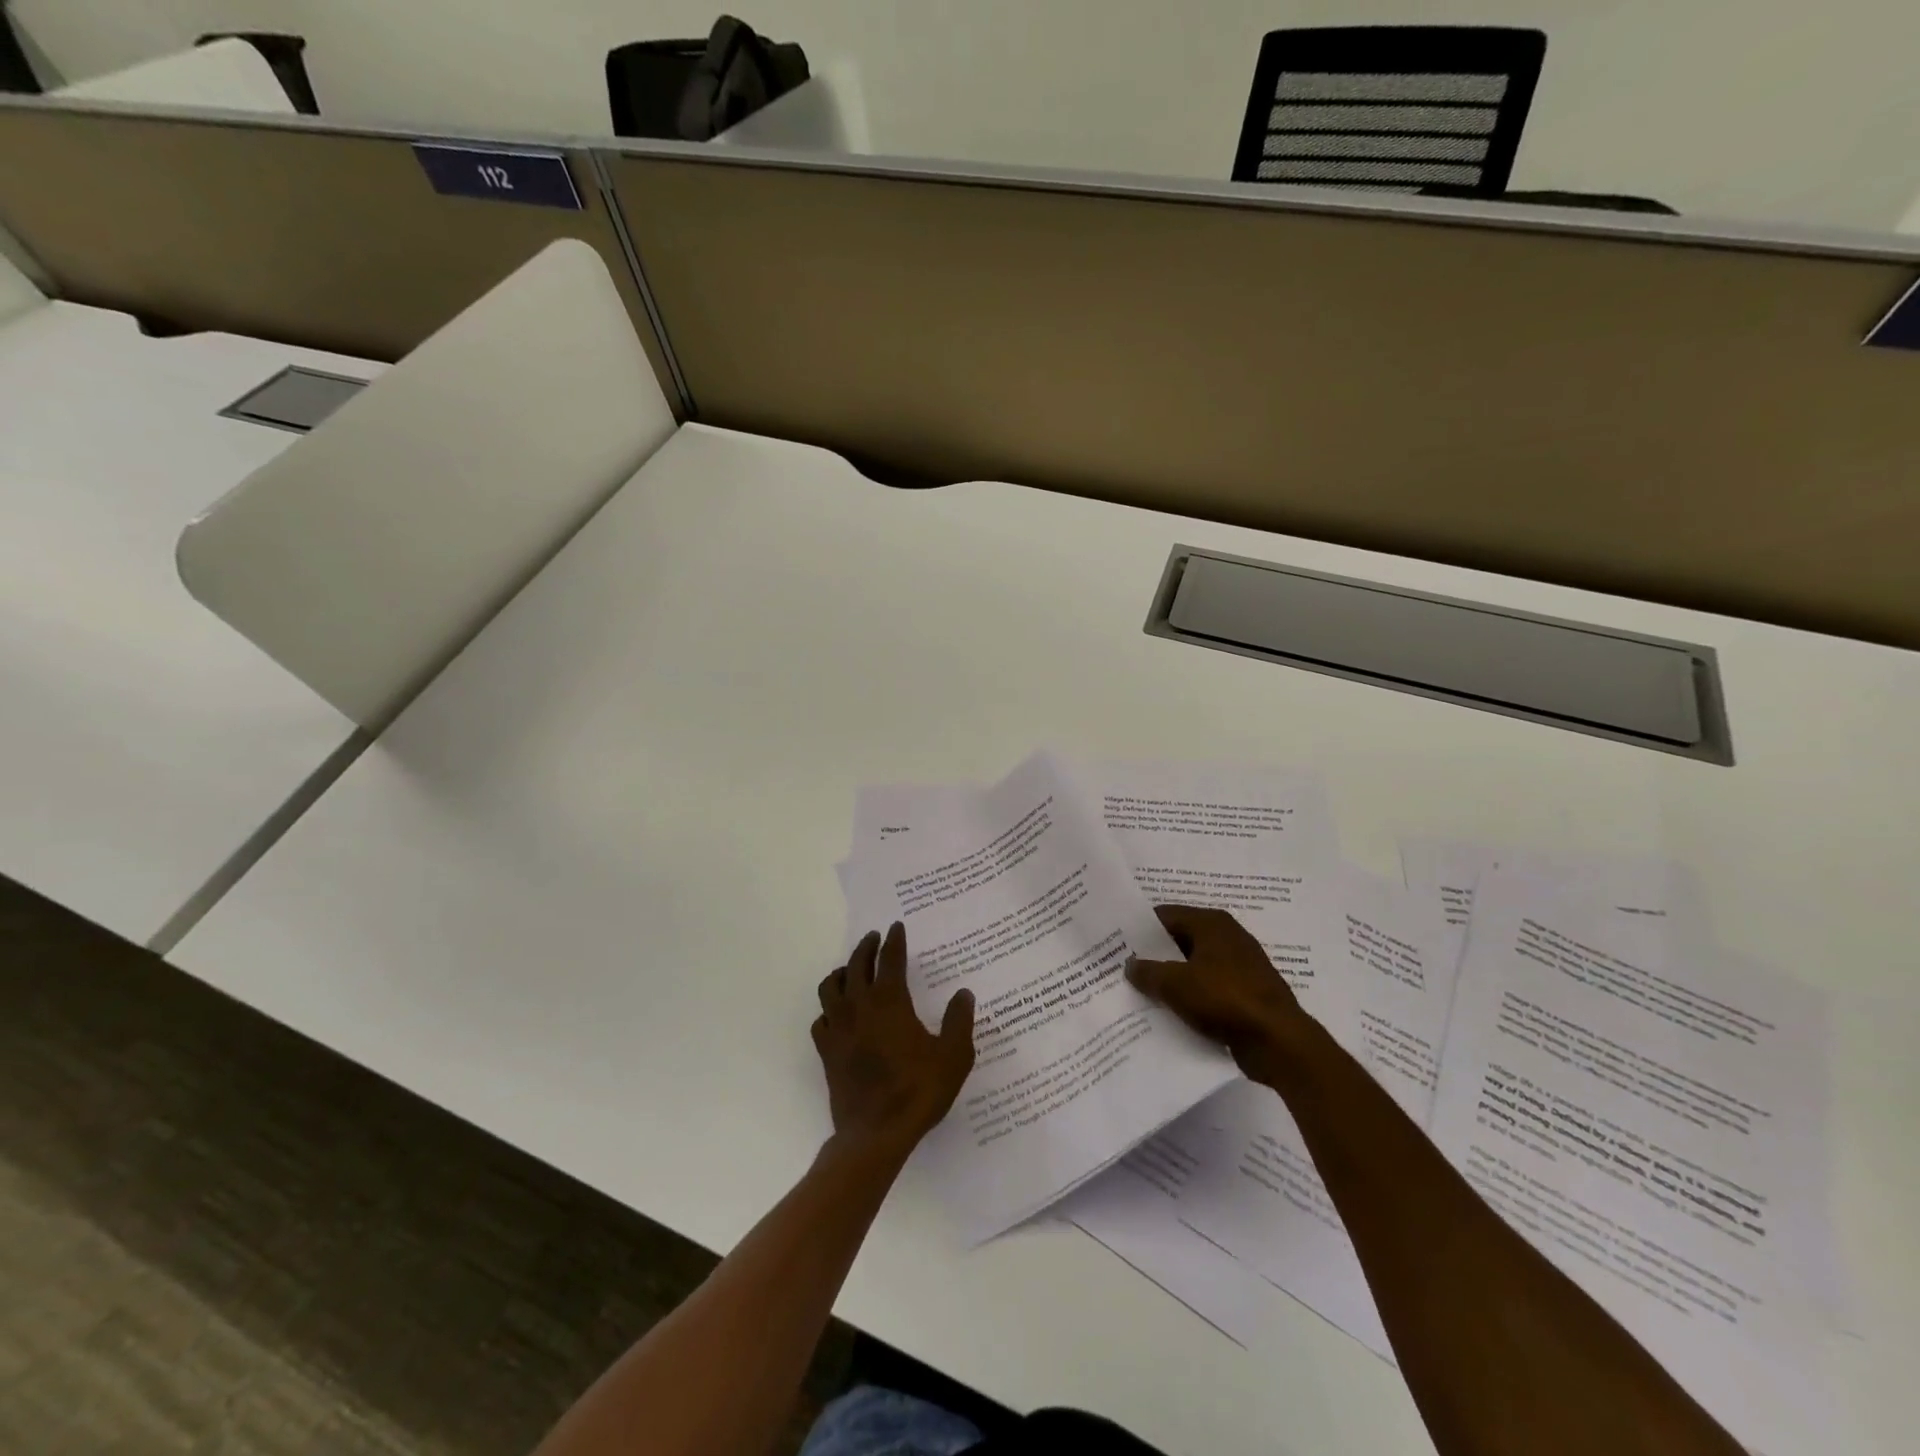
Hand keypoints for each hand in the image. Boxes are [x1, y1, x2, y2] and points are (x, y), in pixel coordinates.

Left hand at [813, 923, 975, 1159]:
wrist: (875, 1134)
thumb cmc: (918, 1091)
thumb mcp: (953, 1056)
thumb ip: (959, 1021)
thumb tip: (963, 994)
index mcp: (890, 1001)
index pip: (890, 959)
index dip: (894, 941)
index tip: (895, 927)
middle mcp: (859, 1006)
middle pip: (856, 965)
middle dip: (865, 948)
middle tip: (874, 939)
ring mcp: (838, 1028)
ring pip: (831, 987)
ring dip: (842, 972)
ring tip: (851, 970)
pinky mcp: (826, 1051)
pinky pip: (821, 1019)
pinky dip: (829, 1009)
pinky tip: (837, 1014)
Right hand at [1126, 904, 1307, 1081]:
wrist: (1279, 1042)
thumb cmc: (1224, 999)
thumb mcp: (1174, 984)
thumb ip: (1147, 972)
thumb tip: (1130, 965)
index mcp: (1212, 923)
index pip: (1165, 915)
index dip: (1140, 928)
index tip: (1116, 943)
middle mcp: (1228, 937)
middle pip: (1180, 940)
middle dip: (1154, 955)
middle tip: (1124, 968)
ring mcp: (1241, 966)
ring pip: (1194, 967)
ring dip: (1173, 979)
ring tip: (1142, 992)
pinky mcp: (1247, 994)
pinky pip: (1210, 989)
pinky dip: (1192, 997)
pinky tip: (1171, 1012)